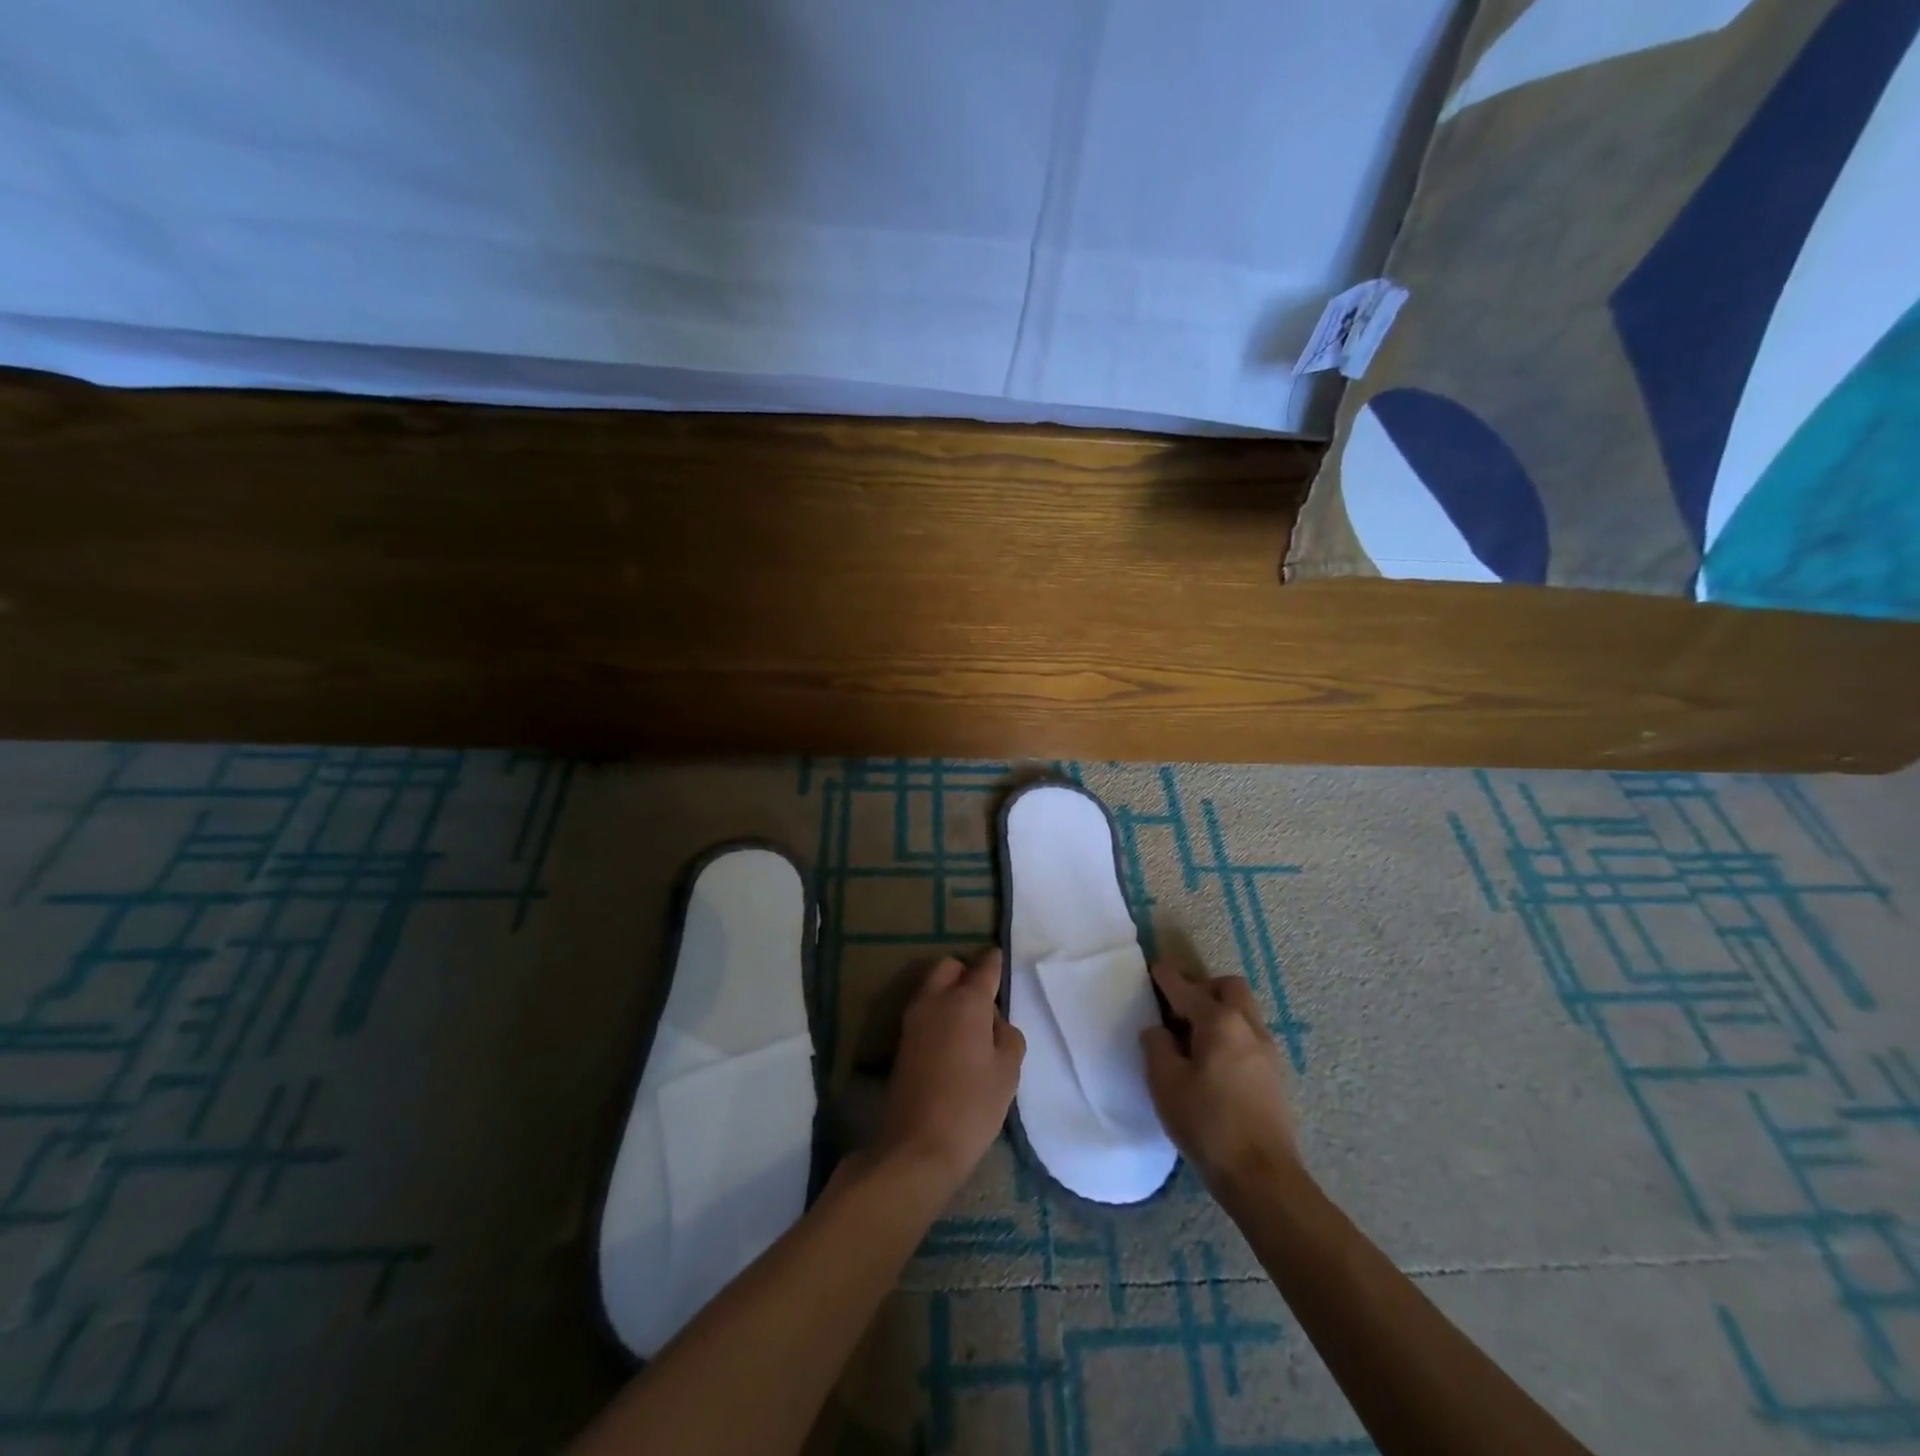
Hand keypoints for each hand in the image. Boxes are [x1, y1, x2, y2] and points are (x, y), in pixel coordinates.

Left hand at [873, 949, 1024, 1193]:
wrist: (917, 1145)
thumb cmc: (972, 1106)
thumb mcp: (1008, 1071)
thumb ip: (1008, 1036)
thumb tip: (994, 1024)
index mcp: (966, 1001)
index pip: (984, 967)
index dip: (995, 962)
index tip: (1001, 960)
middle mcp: (935, 1000)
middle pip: (948, 967)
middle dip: (965, 974)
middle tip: (985, 1003)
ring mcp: (913, 1020)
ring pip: (932, 987)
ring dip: (949, 994)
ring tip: (971, 1027)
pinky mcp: (902, 1042)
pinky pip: (924, 1011)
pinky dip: (938, 1015)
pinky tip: (954, 1044)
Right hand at [1141, 961, 1298, 1190]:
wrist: (1262, 1177)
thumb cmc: (1208, 1124)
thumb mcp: (1165, 1083)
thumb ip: (1156, 1046)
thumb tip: (1159, 1030)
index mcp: (1219, 1022)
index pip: (1186, 988)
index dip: (1166, 977)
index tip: (1153, 970)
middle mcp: (1248, 1026)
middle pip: (1228, 987)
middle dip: (1203, 987)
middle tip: (1179, 1008)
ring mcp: (1268, 1051)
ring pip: (1243, 1011)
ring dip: (1219, 1011)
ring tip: (1195, 1037)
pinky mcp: (1275, 1075)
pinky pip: (1250, 1036)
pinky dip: (1231, 1034)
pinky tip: (1214, 1062)